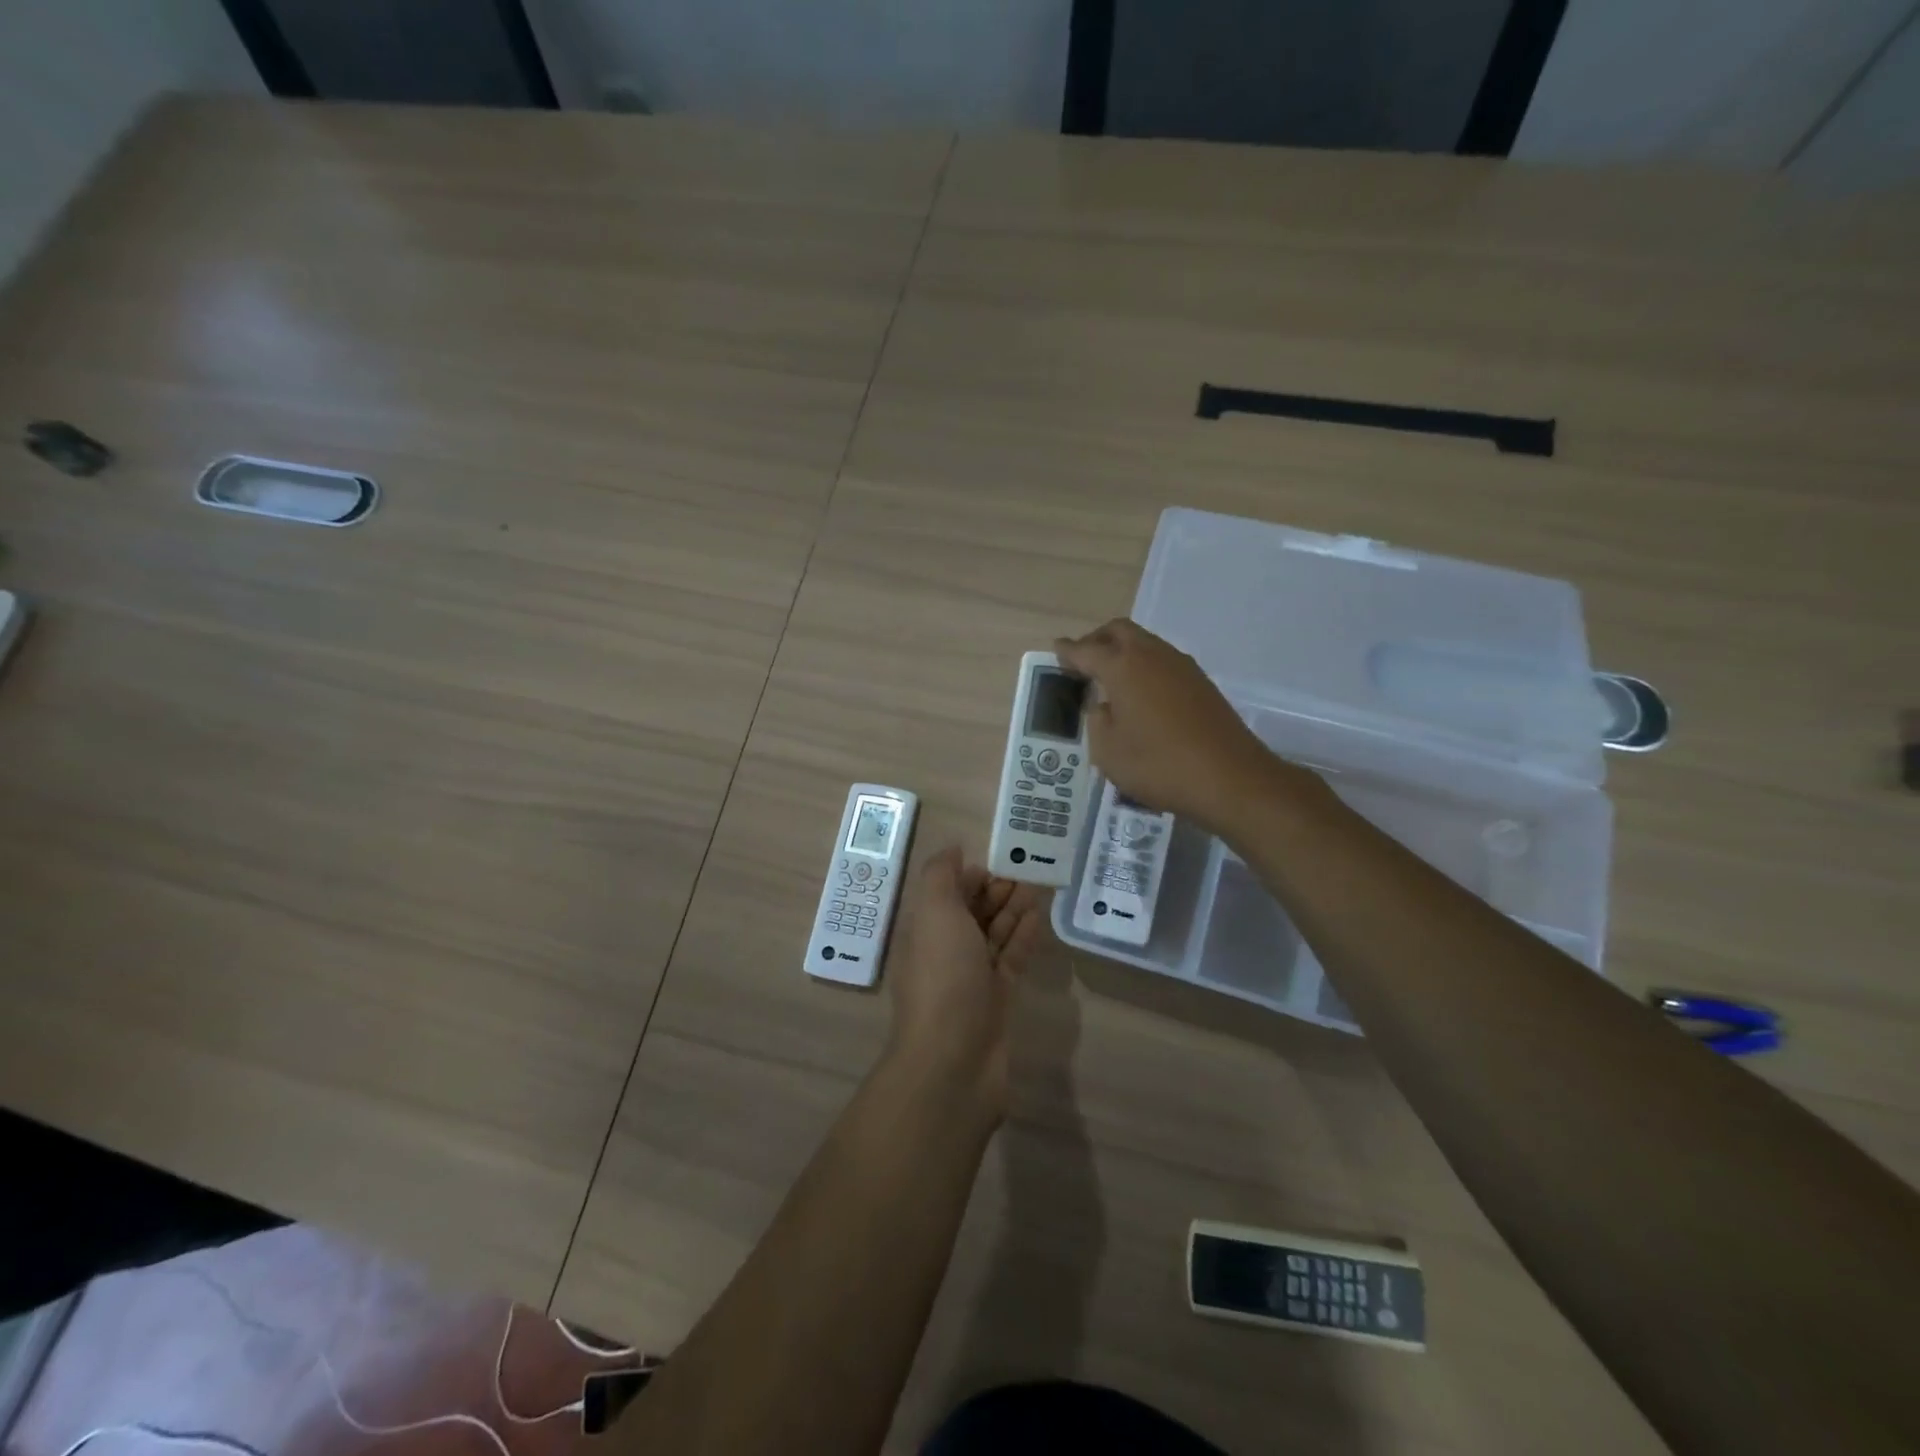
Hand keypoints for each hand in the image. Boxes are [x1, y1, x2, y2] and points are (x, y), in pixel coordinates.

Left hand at [885, 845, 1044, 1120]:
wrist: (954, 1059)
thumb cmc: (943, 977)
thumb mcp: (934, 913)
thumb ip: (941, 875)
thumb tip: (953, 849)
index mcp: (926, 929)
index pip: (949, 893)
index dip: (972, 874)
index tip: (1002, 859)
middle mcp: (947, 950)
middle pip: (973, 912)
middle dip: (997, 890)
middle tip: (1029, 870)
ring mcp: (973, 977)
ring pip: (995, 934)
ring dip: (1014, 909)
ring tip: (1039, 886)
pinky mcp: (998, 998)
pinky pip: (1012, 958)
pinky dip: (1025, 936)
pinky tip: (1040, 916)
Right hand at [1056, 618, 1301, 833]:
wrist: (1230, 778)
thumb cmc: (1159, 765)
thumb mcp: (1108, 752)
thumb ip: (1098, 722)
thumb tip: (1104, 707)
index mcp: (1123, 667)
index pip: (1086, 650)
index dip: (1068, 651)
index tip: (1057, 649)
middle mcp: (1152, 656)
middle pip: (1119, 631)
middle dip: (1096, 640)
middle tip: (1082, 660)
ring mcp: (1181, 667)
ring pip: (1145, 643)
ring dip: (1123, 652)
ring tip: (1110, 678)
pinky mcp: (1201, 683)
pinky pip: (1163, 662)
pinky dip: (1144, 667)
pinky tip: (1141, 695)